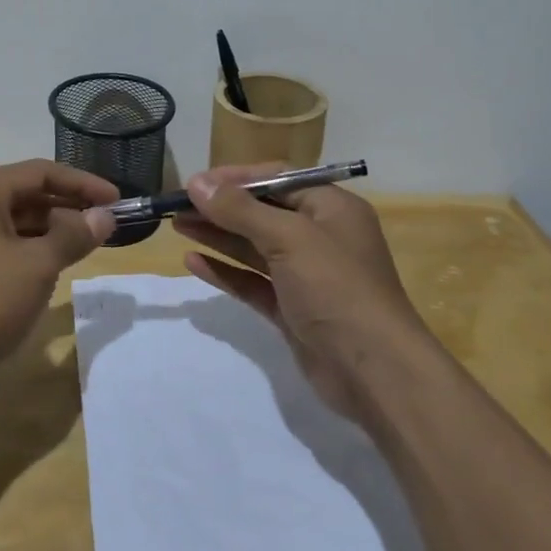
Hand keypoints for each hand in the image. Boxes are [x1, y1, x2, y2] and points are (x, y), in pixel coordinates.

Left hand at [0, 160, 117, 383]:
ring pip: (13, 221)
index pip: (41, 173)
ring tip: (84, 246)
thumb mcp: (37, 266)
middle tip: (105, 225)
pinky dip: (28, 250)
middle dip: (67, 208)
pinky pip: (0, 244)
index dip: (83, 184)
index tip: (117, 200)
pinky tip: (50, 268)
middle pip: (26, 194)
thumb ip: (74, 235)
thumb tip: (104, 217)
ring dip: (50, 231)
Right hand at [174, 163, 424, 417]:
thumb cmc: (336, 288)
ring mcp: (306, 275)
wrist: (374, 372)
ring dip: (218, 235)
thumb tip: (197, 182)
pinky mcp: (292, 309)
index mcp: (331, 208)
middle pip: (262, 212)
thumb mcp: (289, 238)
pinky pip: (253, 282)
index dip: (237, 178)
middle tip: (176, 205)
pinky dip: (225, 271)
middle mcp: (320, 236)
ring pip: (254, 247)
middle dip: (221, 207)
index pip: (278, 179)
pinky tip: (193, 262)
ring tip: (177, 225)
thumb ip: (240, 210)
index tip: (197, 183)